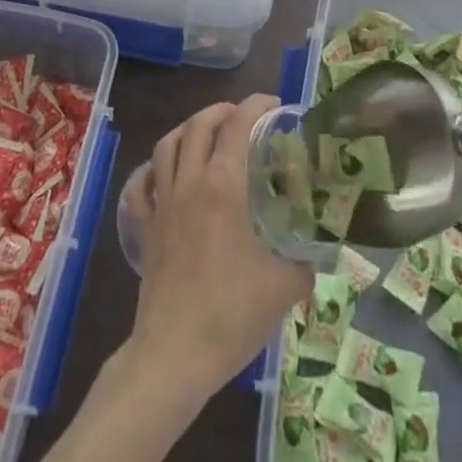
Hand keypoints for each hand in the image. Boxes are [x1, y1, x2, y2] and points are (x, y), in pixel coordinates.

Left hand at [122, 95, 309, 397]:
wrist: (174, 356)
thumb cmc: (231, 314)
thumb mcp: (284, 286)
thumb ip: (306, 261)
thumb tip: (319, 252)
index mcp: (224, 186)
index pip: (238, 125)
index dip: (256, 106)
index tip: (276, 106)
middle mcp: (190, 183)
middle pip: (198, 125)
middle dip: (222, 110)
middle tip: (244, 117)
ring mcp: (163, 204)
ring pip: (167, 145)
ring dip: (188, 129)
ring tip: (207, 133)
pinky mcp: (146, 228)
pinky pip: (142, 185)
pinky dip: (153, 170)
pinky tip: (166, 174)